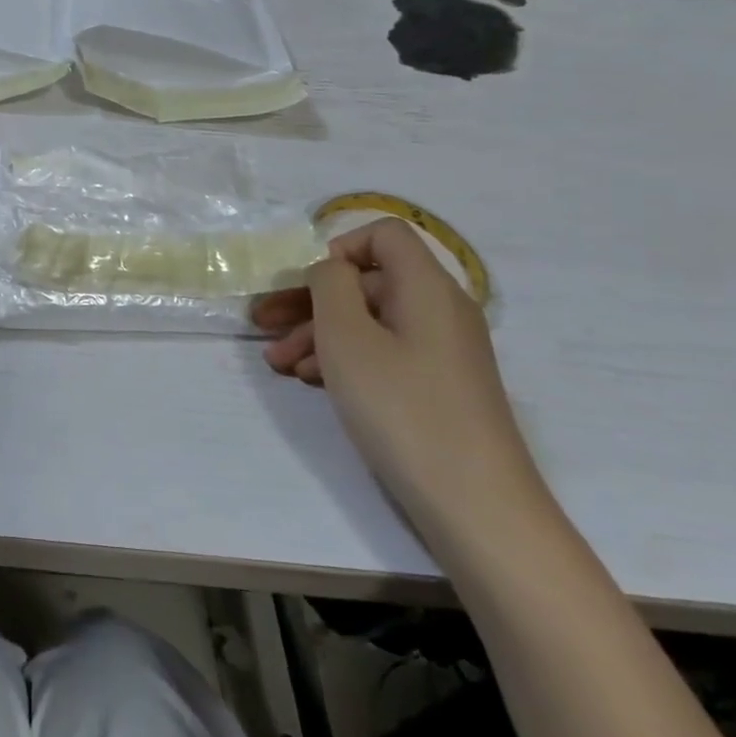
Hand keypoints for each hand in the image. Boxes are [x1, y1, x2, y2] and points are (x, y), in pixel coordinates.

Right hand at [252, 219, 553, 554]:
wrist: (473, 502)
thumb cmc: (401, 406)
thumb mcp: (346, 336)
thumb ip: (329, 284)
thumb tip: (330, 268)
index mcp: (426, 287)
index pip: (384, 234)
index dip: (339, 247)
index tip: (305, 284)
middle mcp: (439, 310)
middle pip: (367, 281)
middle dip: (309, 299)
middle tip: (261, 324)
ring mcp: (441, 350)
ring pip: (369, 320)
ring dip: (317, 333)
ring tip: (277, 363)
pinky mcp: (436, 384)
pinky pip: (383, 351)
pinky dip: (344, 358)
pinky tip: (310, 380)